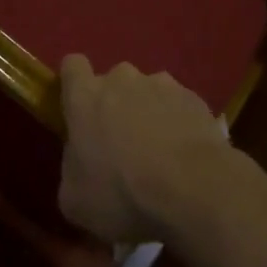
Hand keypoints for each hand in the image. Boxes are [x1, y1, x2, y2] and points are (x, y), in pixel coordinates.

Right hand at [57, 55, 233, 243]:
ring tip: (159, 150)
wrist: (193, 189)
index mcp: (85, 97)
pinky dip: (178, 122)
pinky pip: (178, 105)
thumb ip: (72, 171)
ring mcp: (162, 85)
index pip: (72, 66)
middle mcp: (121, 79)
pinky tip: (183, 153)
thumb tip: (79, 165)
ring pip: (148, 91)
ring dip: (148, 111)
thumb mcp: (75, 201)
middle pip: (113, 80)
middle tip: (120, 141)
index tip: (79, 109)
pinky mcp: (194, 98)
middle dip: (115, 103)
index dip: (75, 84)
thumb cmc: (122, 194)